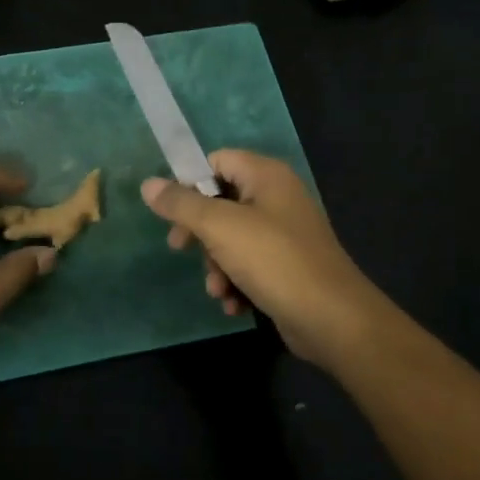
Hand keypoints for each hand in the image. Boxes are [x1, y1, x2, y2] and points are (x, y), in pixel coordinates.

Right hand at [141, 150, 389, 368]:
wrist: (331, 319)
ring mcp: (284, 234)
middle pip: (221, 202)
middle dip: (199, 233)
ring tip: (218, 289)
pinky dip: (236, 282)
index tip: (171, 212)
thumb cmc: (274, 261)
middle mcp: (277, 198)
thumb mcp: (219, 227)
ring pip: (231, 238)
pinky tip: (234, 304)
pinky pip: (249, 264)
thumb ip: (181, 204)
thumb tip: (148, 184)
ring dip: (216, 265)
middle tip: (179, 249)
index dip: (190, 183)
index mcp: (266, 176)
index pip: (217, 161)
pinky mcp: (287, 266)